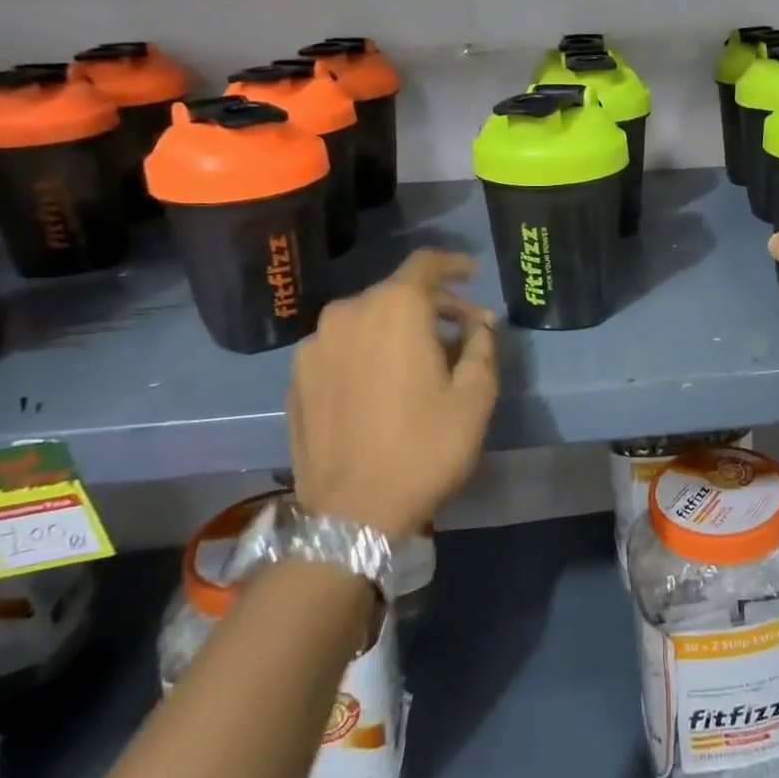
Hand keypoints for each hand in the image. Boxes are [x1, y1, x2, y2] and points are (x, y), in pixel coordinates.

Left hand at [286, 249, 497, 540]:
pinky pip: (341, 347)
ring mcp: (314, 346)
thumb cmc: (425, 447)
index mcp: (394, 309)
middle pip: (396, 293)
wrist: (351, 513)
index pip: (425, 264)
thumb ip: (482, 344)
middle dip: (433, 306)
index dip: (454, 264)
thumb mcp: (475, 395)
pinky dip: (367, 351)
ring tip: (421, 362)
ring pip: (366, 320)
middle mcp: (347, 314)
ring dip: (398, 329)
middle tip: (462, 333)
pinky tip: (383, 385)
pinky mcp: (296, 378)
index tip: (473, 274)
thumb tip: (481, 321)